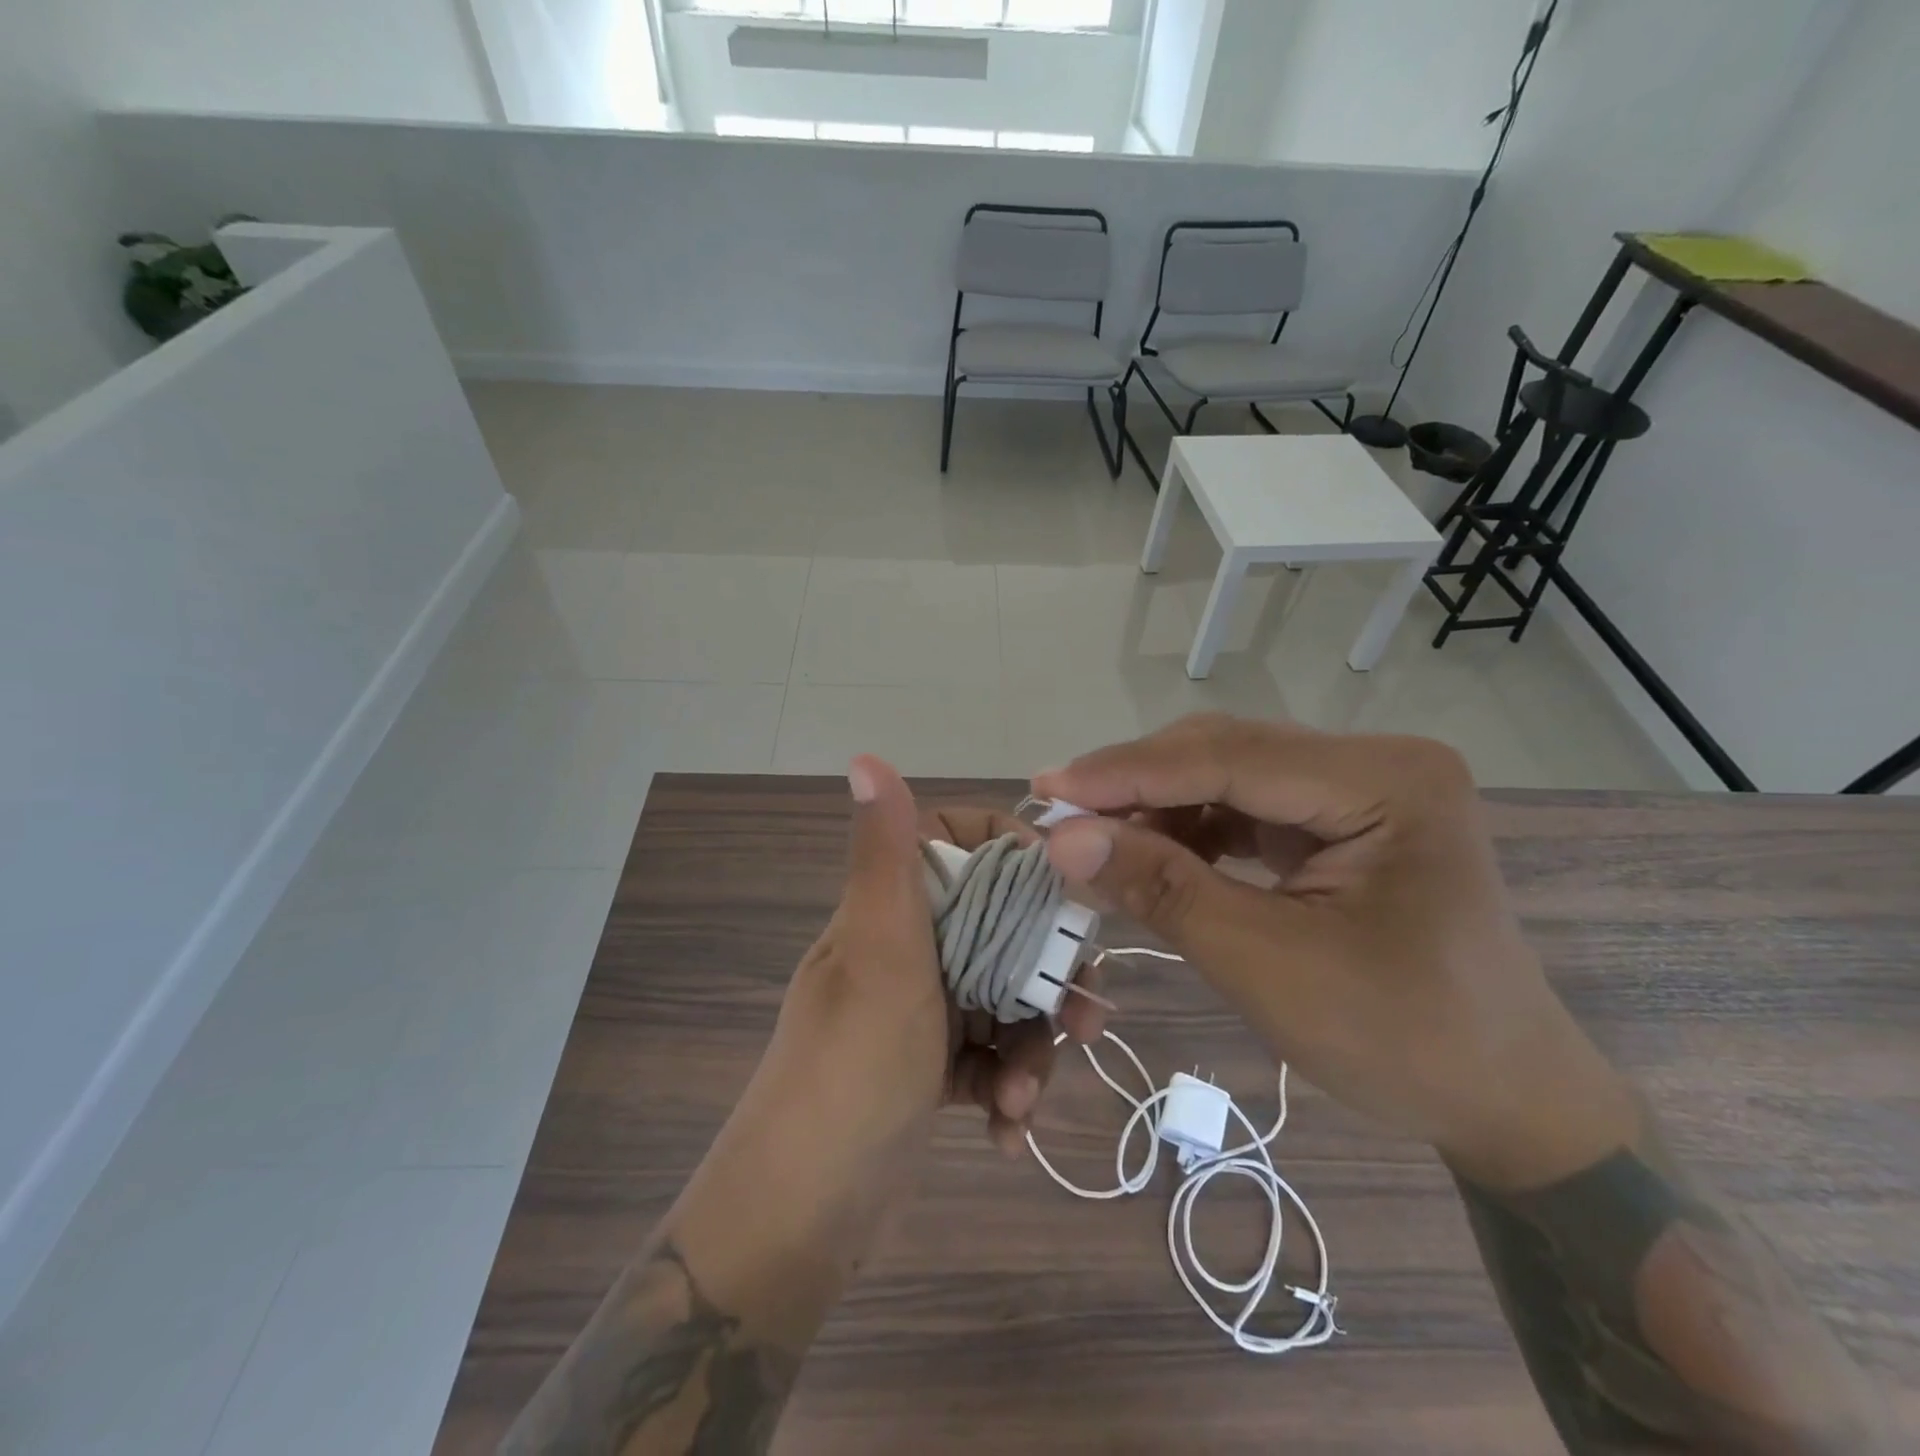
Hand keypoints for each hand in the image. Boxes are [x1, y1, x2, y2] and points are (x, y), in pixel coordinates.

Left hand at [748, 757, 1108, 1197]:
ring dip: (1030, 1045)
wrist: (801, 1216)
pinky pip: (988, 1055)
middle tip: (1085, 1015)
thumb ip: (884, 856)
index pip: (958, 844)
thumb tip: (863, 755)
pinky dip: (1007, 1087)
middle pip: (1000, 928)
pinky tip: (1007, 1130)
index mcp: (888, 909)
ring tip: (1029, 1096)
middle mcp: (903, 948)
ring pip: (1003, 997)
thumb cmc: (851, 1069)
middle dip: (1044, 974)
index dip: (1012, 854)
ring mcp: (917, 1010)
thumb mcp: (878, 954)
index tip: (1060, 889)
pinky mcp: (929, 1067)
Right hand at [1033, 715, 1637, 1190]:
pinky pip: (1246, 806)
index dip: (1127, 773)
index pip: (1229, 757)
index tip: (1046, 789)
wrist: (1504, 1100)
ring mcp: (1362, 788)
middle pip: (1226, 752)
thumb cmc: (1401, 1041)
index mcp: (1387, 781)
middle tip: (1058, 818)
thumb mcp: (1267, 965)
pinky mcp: (1343, 818)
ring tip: (1092, 840)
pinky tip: (1149, 853)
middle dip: (1136, 786)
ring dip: (1156, 807)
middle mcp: (1377, 762)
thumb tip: (1060, 839)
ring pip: (1228, 775)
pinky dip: (1189, 829)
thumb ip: (1162, 890)